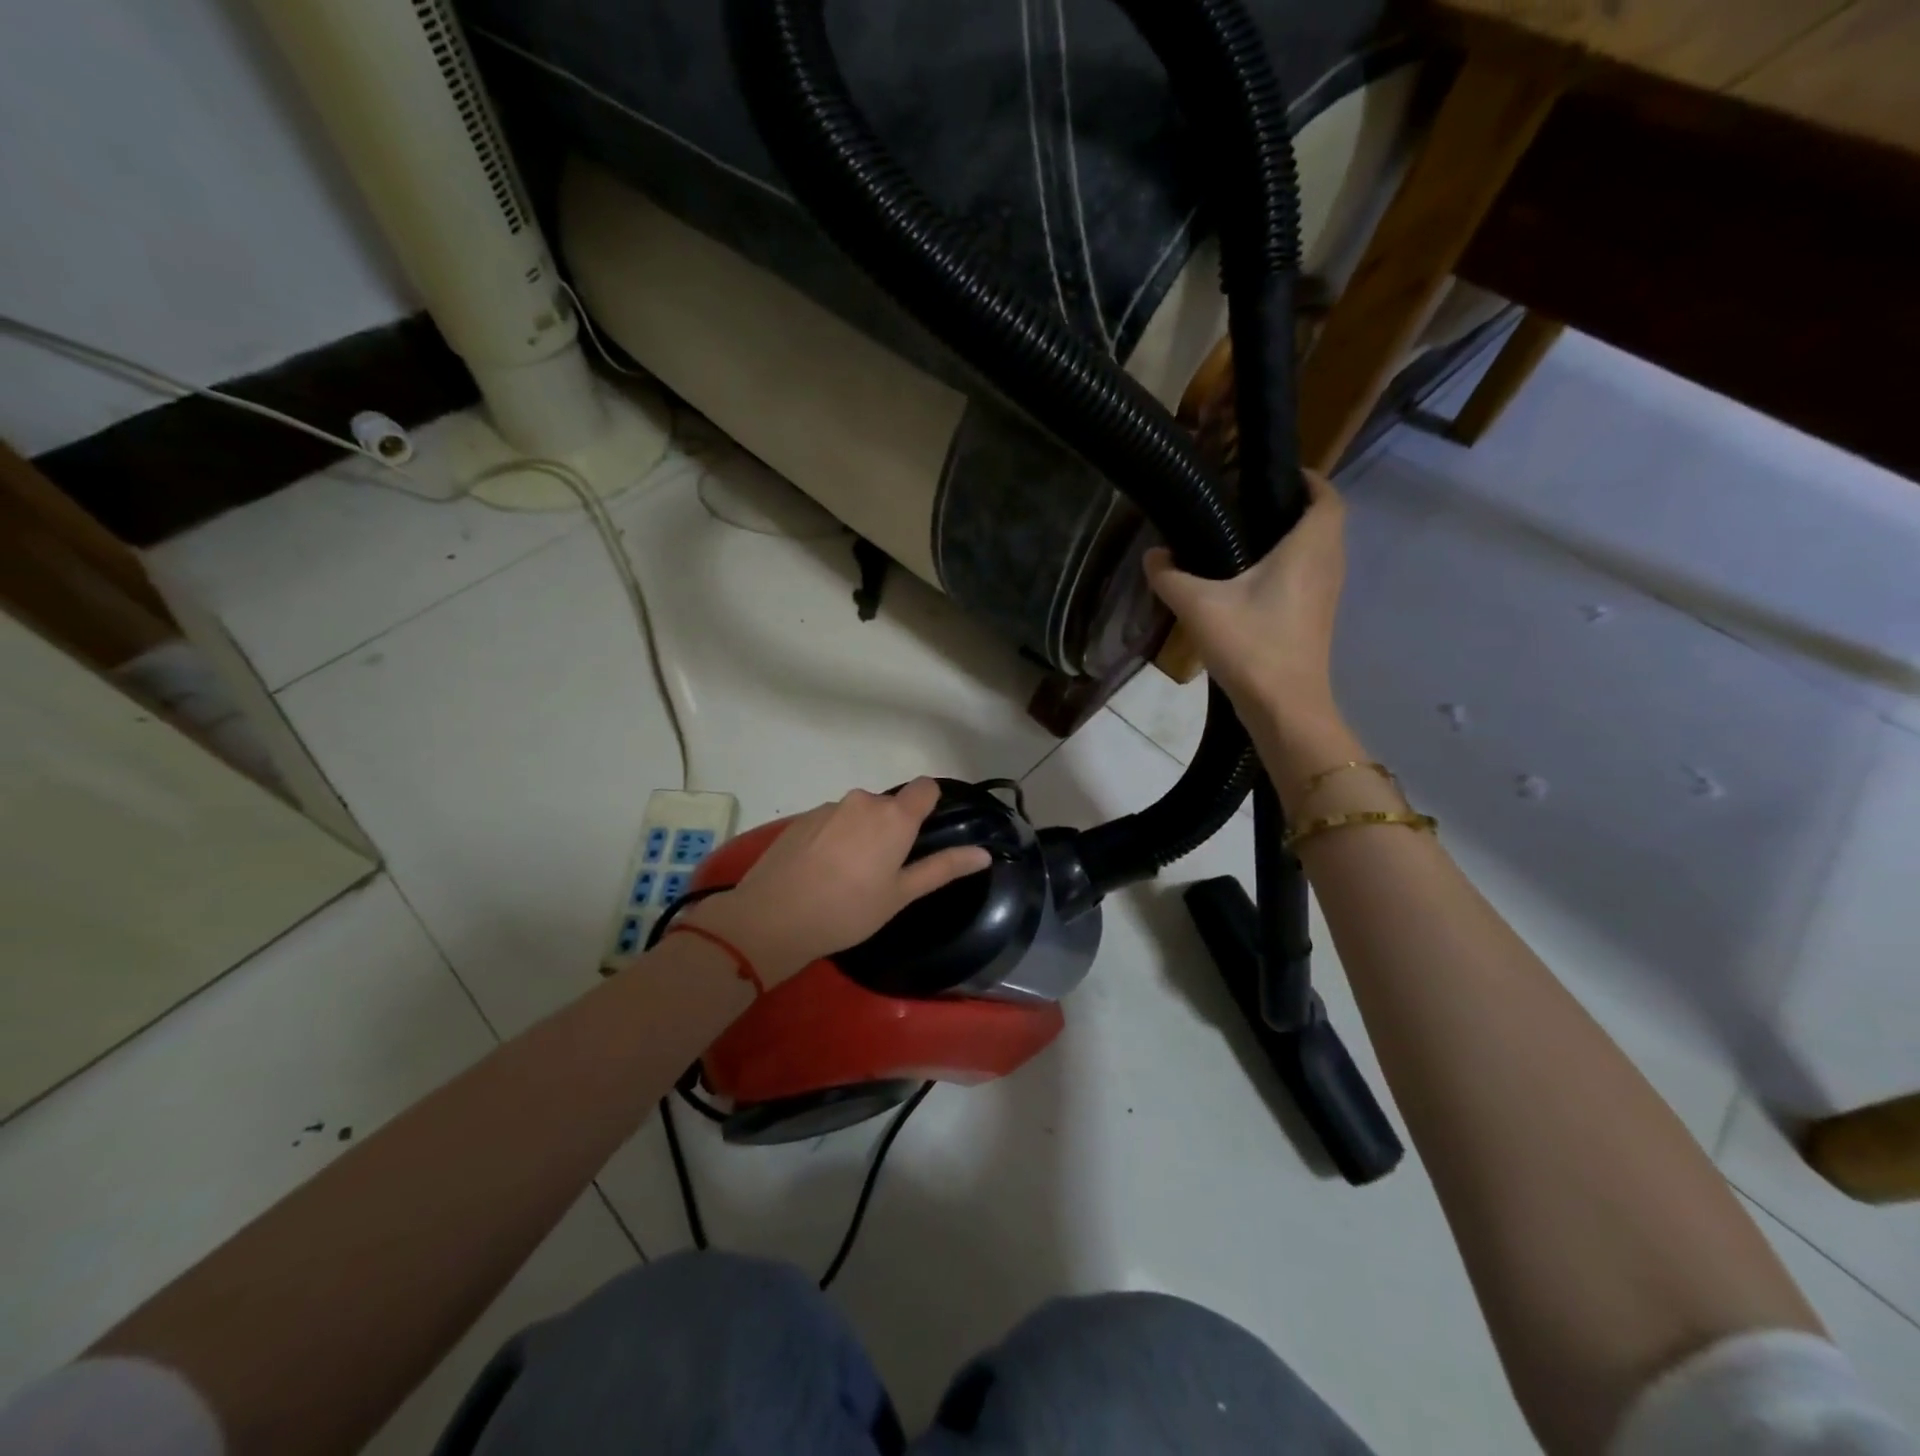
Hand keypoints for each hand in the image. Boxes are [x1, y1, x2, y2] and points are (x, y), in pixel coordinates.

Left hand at [685, 779, 991, 985]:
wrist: (773, 917)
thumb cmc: (848, 910)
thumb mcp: (901, 895)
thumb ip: (942, 868)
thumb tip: (983, 853)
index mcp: (894, 817)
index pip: (925, 787)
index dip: (929, 806)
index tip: (923, 836)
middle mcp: (863, 801)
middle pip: (889, 805)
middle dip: (891, 829)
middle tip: (883, 872)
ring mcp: (829, 807)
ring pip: (858, 814)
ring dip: (861, 834)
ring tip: (847, 877)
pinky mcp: (801, 818)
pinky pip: (830, 821)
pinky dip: (833, 839)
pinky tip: (820, 872)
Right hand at [1145, 469, 1346, 730]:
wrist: (1284, 707)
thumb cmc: (1250, 645)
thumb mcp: (1198, 606)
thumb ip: (1170, 576)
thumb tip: (1152, 555)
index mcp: (1309, 547)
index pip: (1325, 495)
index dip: (1307, 479)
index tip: (1274, 476)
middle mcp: (1328, 563)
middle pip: (1323, 521)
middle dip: (1293, 508)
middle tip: (1249, 505)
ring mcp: (1327, 594)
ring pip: (1318, 551)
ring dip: (1293, 539)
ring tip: (1246, 538)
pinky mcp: (1317, 618)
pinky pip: (1310, 576)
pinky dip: (1290, 567)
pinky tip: (1250, 582)